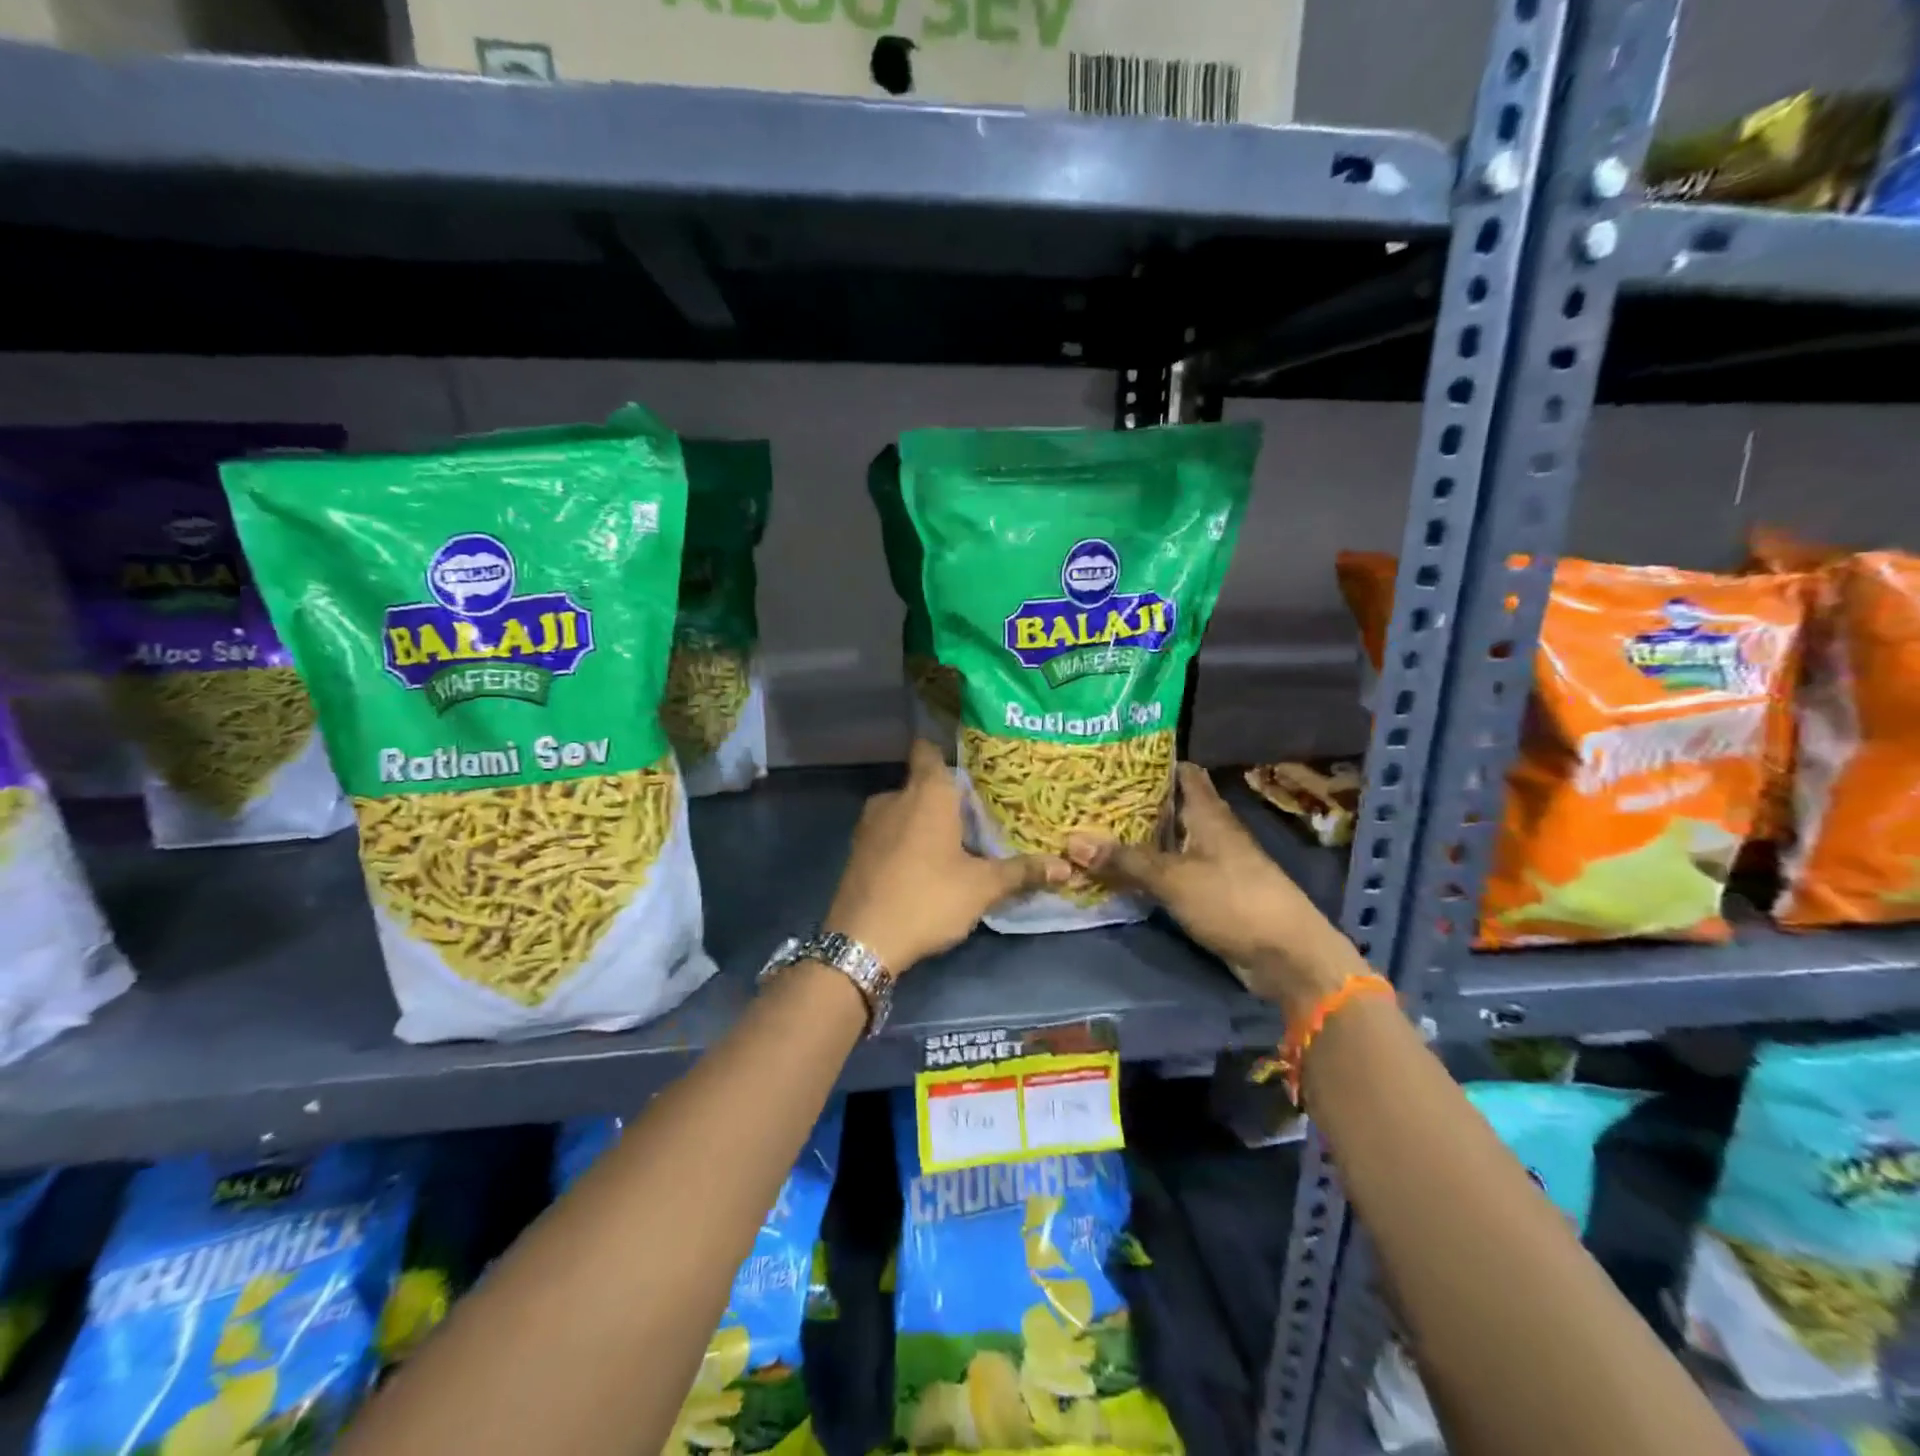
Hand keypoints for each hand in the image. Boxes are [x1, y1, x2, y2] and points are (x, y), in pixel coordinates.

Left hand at [826, 740, 1069, 975]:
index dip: (948, 748)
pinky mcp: (857, 849)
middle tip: (978, 811)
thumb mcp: (982, 887)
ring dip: (925, 819)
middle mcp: (895, 797)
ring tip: (955, 840)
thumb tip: (1066, 866)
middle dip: (947, 795)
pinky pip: (888, 831)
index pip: (930, 748)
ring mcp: (870, 823)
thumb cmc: (928, 898)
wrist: (862, 941)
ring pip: (904, 808)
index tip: (972, 761)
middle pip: (923, 782)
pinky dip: (905, 839)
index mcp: (927, 792)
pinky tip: (923, 863)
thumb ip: (1022, 872)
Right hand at [1066, 763, 1361, 1012]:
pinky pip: (1170, 871)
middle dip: (1132, 802)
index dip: (1150, 762)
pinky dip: (1147, 868)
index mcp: (1207, 812)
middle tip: (1087, 797)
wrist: (1286, 956)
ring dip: (1137, 838)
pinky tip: (1117, 871)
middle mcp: (1210, 830)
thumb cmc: (1233, 900)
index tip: (1112, 759)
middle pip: (1169, 806)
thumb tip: (1072, 842)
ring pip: (1168, 840)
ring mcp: (1212, 861)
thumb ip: (1124, 860)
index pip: (1181, 771)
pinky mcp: (1209, 891)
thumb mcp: (1173, 878)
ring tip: (1092, 830)